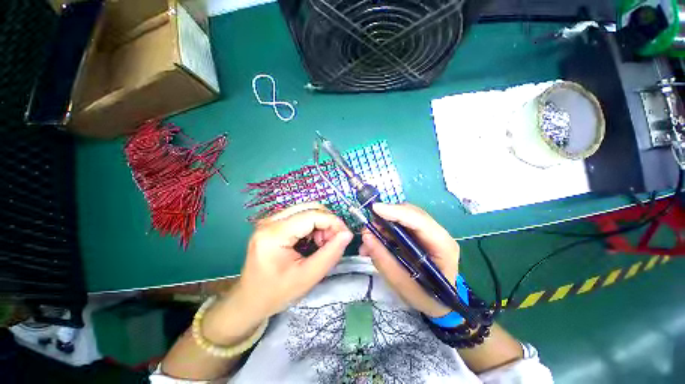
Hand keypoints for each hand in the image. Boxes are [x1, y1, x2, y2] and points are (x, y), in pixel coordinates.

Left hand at [203, 203, 352, 344]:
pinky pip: (300, 215)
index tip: (345, 235)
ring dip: (320, 223)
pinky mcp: (273, 223)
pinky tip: (313, 240)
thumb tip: (347, 234)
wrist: (249, 300)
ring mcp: (270, 220)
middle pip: (309, 207)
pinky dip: (312, 224)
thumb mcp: (307, 277)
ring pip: (306, 209)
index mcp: (274, 234)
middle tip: (333, 241)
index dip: (333, 222)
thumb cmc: (276, 293)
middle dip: (327, 221)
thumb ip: (330, 254)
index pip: (312, 215)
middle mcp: (270, 221)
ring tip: (322, 243)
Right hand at [359, 203, 459, 317]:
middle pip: (411, 214)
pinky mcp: (420, 234)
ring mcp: (429, 232)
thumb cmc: (425, 298)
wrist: (439, 303)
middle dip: (386, 217)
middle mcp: (438, 234)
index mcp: (443, 246)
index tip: (375, 209)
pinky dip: (385, 230)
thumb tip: (366, 236)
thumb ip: (383, 259)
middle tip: (367, 228)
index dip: (396, 212)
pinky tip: (375, 241)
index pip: (419, 221)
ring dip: (383, 224)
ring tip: (368, 239)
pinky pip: (400, 225)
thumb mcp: (402, 284)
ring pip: (403, 217)